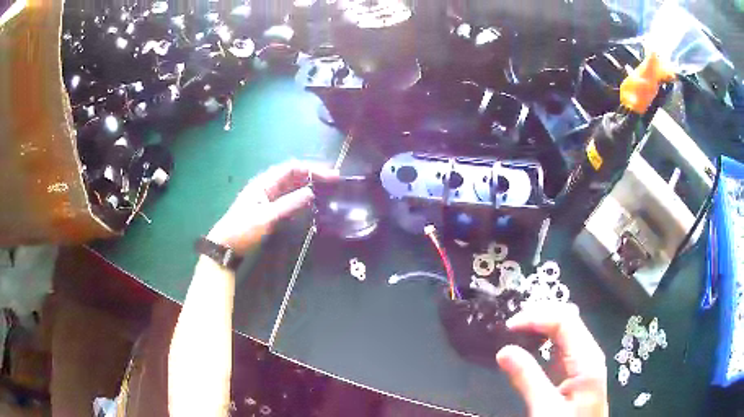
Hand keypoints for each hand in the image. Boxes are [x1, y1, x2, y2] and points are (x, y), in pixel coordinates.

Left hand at [207, 160, 338, 253]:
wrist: (226, 246)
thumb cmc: (243, 229)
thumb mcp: (267, 217)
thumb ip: (289, 204)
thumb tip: (311, 192)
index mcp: (264, 182)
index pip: (292, 168)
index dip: (313, 169)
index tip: (331, 176)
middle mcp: (267, 185)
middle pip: (293, 174)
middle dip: (313, 174)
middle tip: (334, 180)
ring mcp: (267, 197)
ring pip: (291, 185)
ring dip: (308, 184)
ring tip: (327, 187)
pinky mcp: (268, 208)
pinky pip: (288, 197)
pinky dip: (301, 195)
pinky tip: (310, 200)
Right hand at [497, 303, 607, 416]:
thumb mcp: (545, 408)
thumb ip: (527, 379)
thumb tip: (504, 350)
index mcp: (586, 359)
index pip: (564, 320)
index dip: (537, 317)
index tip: (508, 327)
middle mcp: (588, 354)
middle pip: (568, 319)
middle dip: (539, 316)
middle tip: (511, 326)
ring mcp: (584, 362)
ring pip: (565, 330)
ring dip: (541, 326)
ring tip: (516, 332)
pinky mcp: (577, 372)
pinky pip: (561, 346)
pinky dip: (544, 341)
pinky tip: (530, 347)